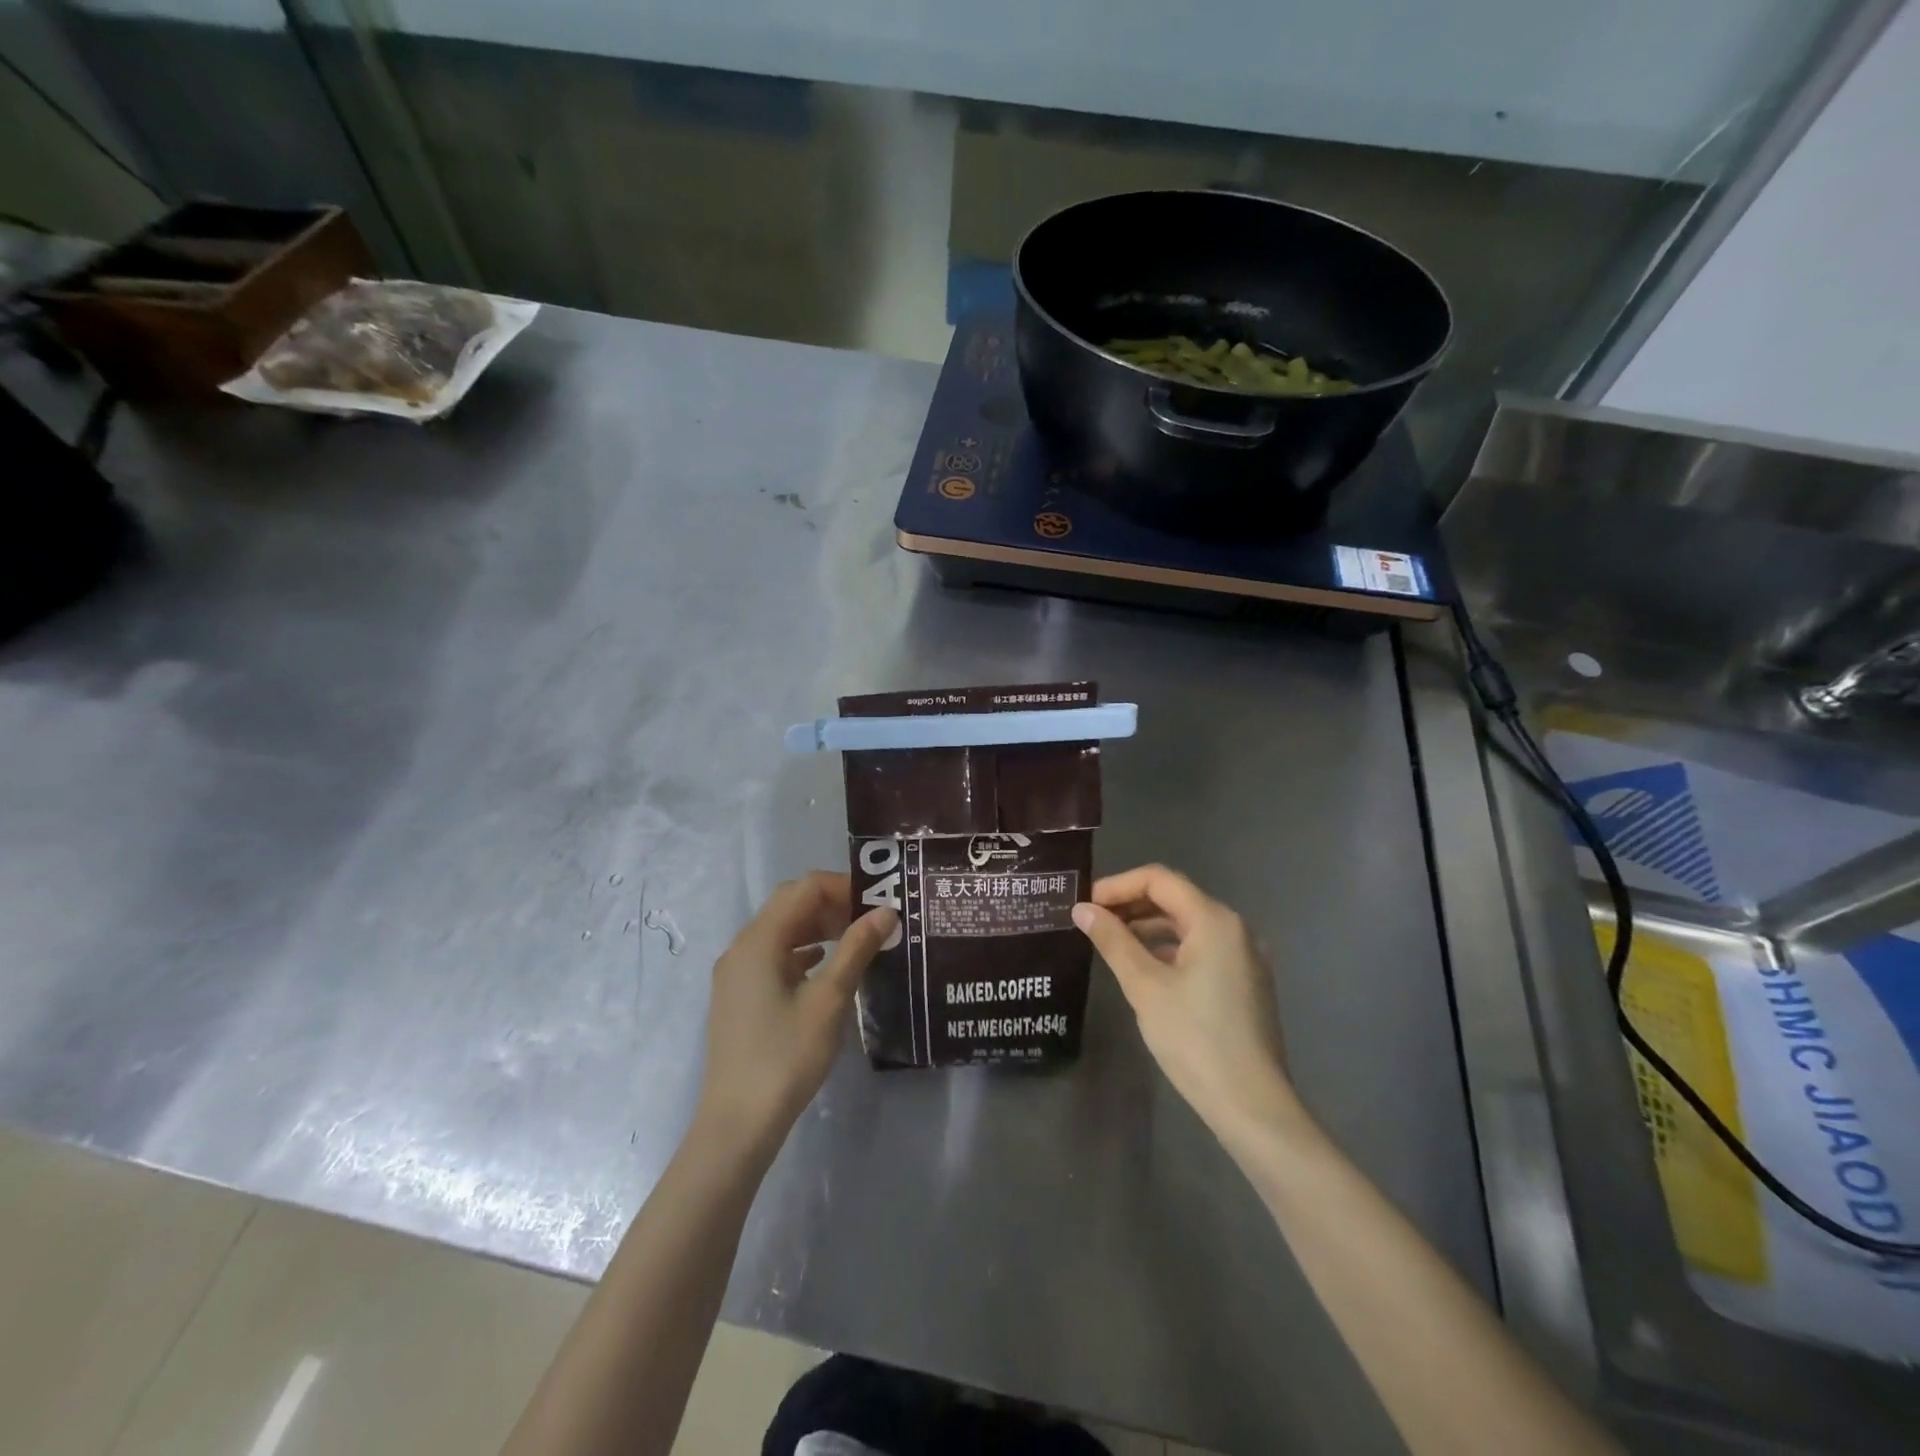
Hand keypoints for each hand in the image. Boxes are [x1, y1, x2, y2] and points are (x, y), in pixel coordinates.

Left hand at [695, 872, 895, 1158]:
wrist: (737, 1123)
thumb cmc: (786, 1057)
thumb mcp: (829, 1000)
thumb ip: (856, 949)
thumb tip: (886, 911)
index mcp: (759, 940)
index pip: (804, 888)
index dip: (843, 887)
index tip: (878, 902)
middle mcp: (742, 947)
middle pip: (790, 904)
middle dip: (832, 904)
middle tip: (871, 920)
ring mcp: (736, 973)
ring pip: (781, 930)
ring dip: (818, 926)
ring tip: (857, 941)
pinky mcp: (739, 995)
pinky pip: (773, 955)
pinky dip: (802, 950)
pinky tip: (826, 966)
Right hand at [1073, 865, 1301, 1144]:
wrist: (1252, 1106)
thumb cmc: (1195, 1039)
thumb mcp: (1145, 986)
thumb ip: (1113, 941)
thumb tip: (1082, 909)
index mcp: (1214, 921)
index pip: (1159, 880)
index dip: (1118, 885)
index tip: (1085, 904)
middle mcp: (1235, 929)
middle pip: (1175, 898)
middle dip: (1131, 904)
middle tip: (1091, 921)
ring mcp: (1244, 957)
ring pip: (1187, 925)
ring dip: (1148, 927)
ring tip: (1110, 942)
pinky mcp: (1244, 983)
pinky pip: (1201, 949)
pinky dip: (1168, 949)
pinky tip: (1143, 968)